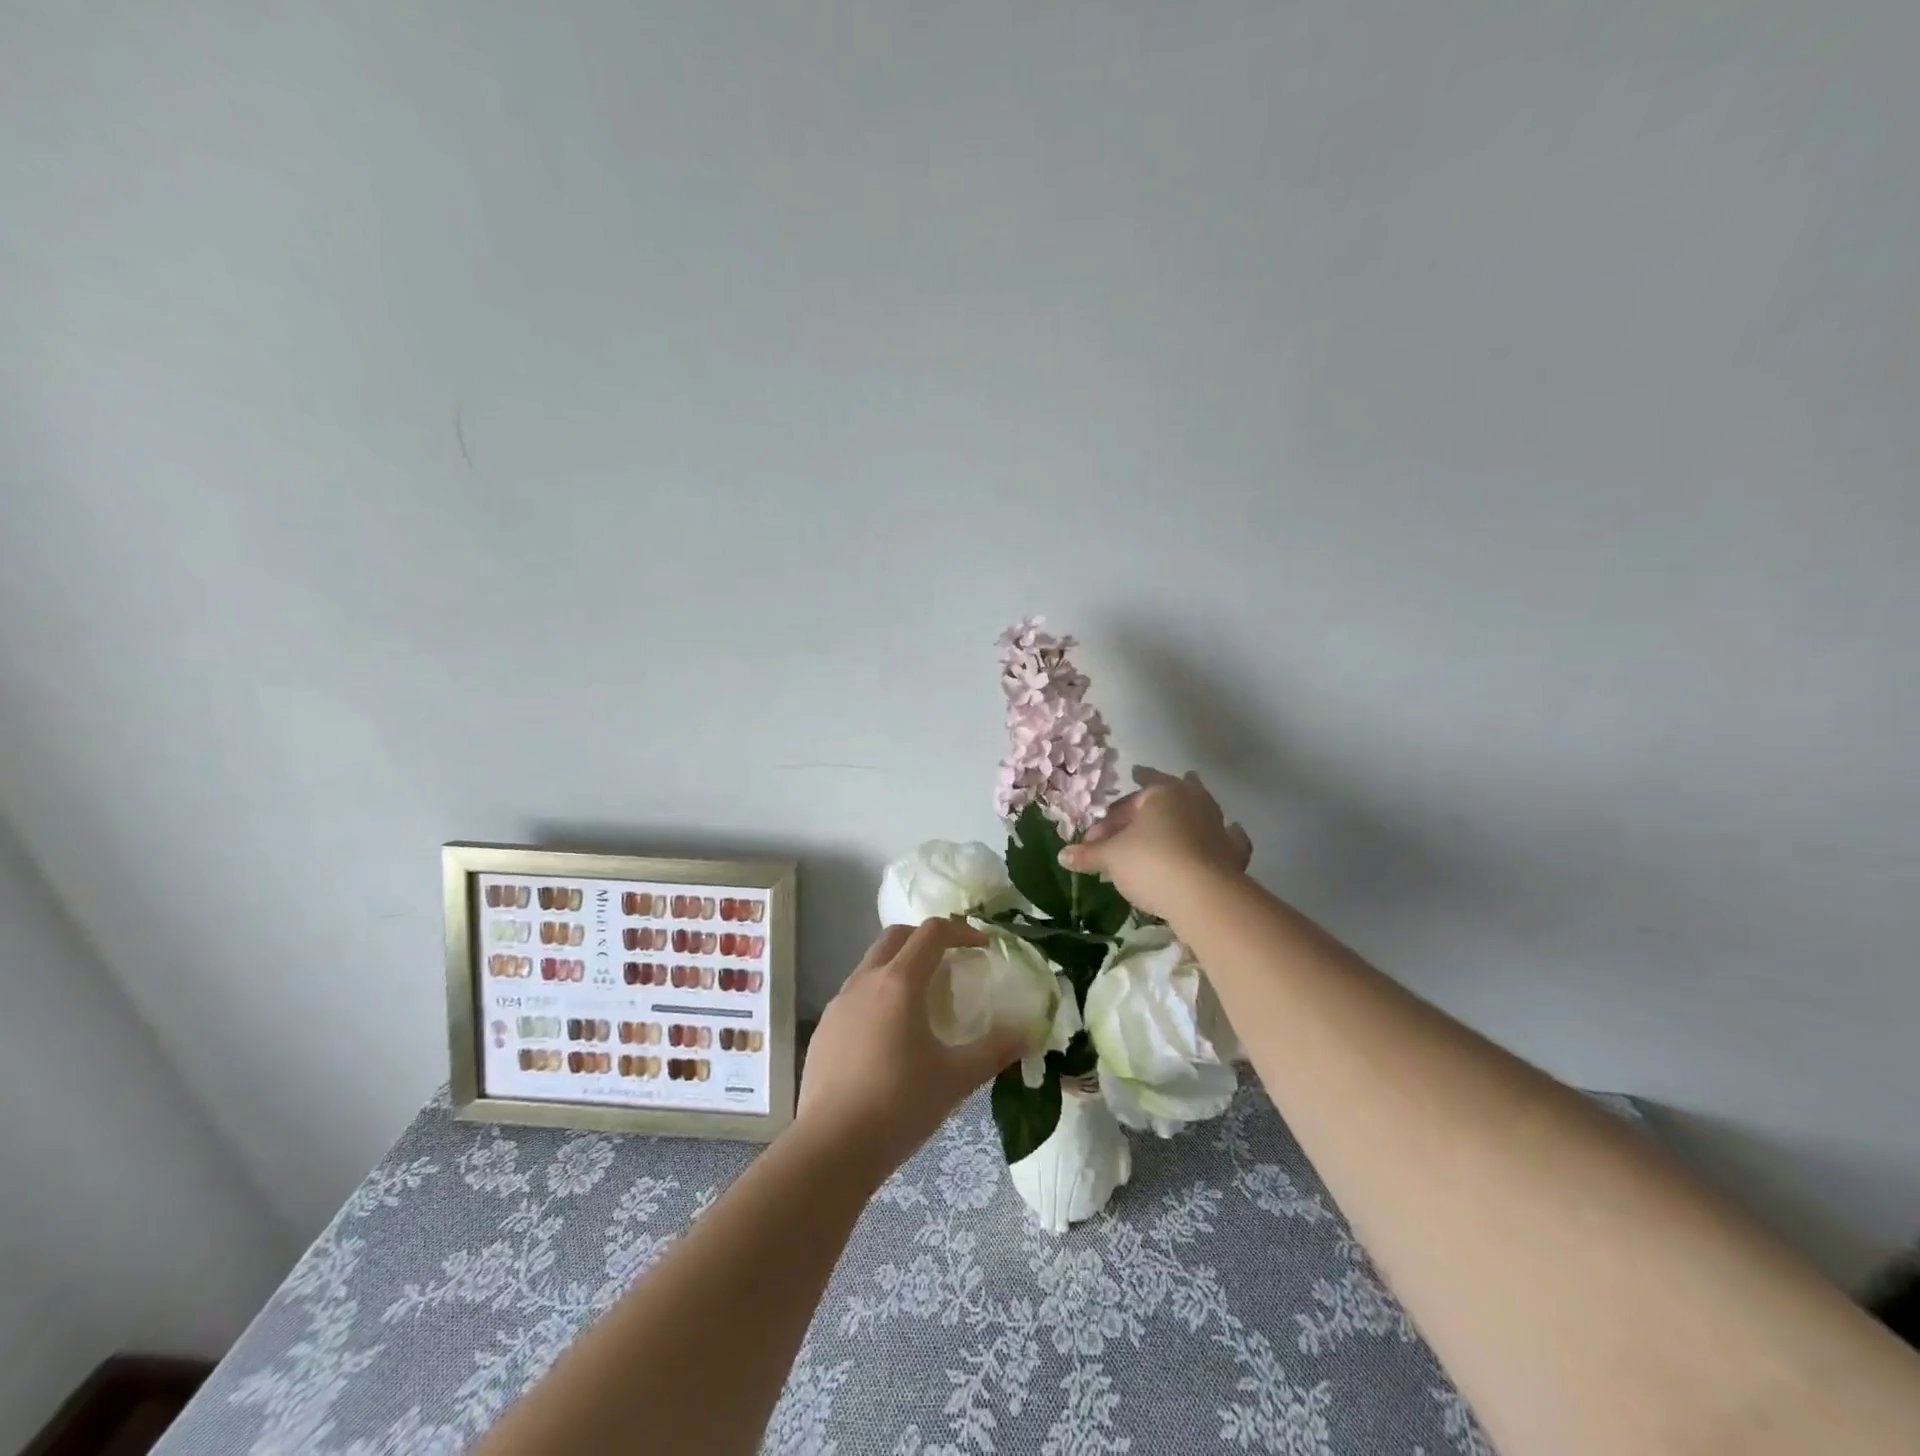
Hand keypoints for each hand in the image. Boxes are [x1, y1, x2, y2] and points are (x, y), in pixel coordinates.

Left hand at [796, 919, 1025, 1177]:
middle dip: (926, 940)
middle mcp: (865, 981)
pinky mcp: (824, 1029)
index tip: (982, 948)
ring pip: (872, 964)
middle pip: (896, 936)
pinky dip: (878, 995)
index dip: (961, 931)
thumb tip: (1030, 1034)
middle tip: (950, 963)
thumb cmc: (899, 1105)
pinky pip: (855, 994)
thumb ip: (995, 1051)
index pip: (932, 933)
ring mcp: (839, 1003)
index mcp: (899, 982)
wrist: (831, 1147)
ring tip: (922, 1001)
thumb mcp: (956, 1078)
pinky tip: (889, 1036)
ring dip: (899, 966)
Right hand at [1057, 766, 1251, 918]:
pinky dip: (1227, 835)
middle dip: (1154, 795)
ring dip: (1189, 809)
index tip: (1098, 829)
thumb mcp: (1111, 858)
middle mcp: (1193, 801)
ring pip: (1201, 809)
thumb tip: (1062, 855)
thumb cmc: (1151, 863)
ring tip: (1187, 799)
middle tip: (1144, 787)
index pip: (1131, 798)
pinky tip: (1231, 831)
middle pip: (1170, 793)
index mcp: (1162, 794)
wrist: (1203, 896)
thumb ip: (1089, 854)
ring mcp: (1217, 826)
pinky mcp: (1232, 853)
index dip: (1112, 814)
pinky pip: (1229, 838)